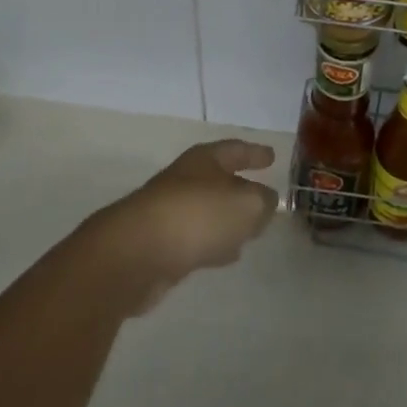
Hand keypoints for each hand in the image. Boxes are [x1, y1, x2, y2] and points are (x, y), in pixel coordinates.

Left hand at [84, 139, 278, 310]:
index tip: (272, 156)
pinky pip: (195, 239)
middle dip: (240, 188)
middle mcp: (185, 180)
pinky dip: (212, 243)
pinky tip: (224, 256)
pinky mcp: (159, 245)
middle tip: (263, 197)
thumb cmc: (197, 216)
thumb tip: (265, 202)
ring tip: (250, 233)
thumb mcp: (247, 204)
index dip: (254, 153)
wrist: (135, 254)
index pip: (235, 150)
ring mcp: (169, 212)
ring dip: (227, 221)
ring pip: (207, 212)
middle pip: (218, 180)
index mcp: (204, 161)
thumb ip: (263, 202)